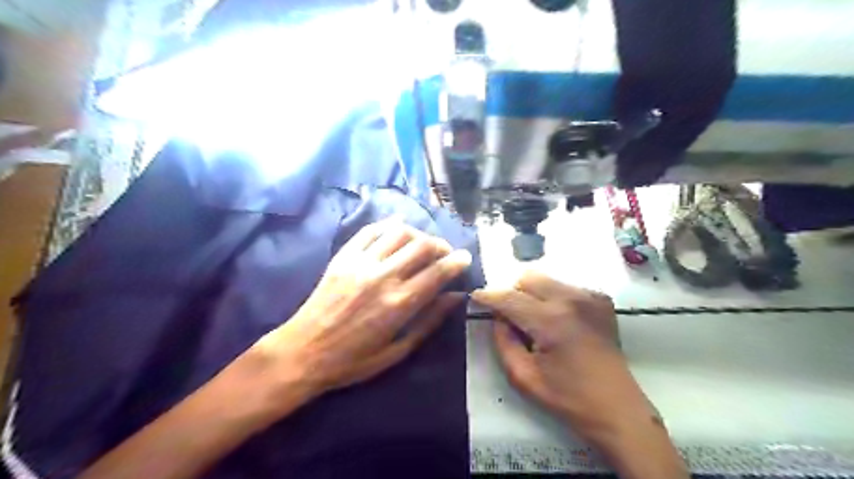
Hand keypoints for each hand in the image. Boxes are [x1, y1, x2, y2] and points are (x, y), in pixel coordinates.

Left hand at [252, 221, 469, 406]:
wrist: (303, 351)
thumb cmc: (353, 360)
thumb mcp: (398, 350)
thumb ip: (429, 321)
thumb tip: (456, 297)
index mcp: (399, 304)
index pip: (438, 272)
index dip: (457, 261)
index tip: (465, 258)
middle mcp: (383, 276)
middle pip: (422, 246)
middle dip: (441, 246)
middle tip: (445, 254)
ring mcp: (361, 262)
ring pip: (399, 232)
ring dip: (418, 234)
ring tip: (422, 244)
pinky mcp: (344, 256)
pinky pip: (371, 231)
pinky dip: (389, 226)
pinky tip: (397, 232)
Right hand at [470, 271, 651, 434]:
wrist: (617, 407)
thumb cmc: (567, 397)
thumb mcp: (523, 377)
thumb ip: (503, 341)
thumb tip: (498, 317)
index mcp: (550, 321)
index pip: (509, 298)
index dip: (488, 295)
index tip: (475, 296)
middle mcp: (571, 299)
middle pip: (528, 277)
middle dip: (513, 293)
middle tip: (511, 316)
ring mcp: (589, 296)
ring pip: (546, 279)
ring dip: (533, 294)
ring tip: (536, 320)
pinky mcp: (601, 299)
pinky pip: (565, 287)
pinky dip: (553, 298)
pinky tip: (558, 321)